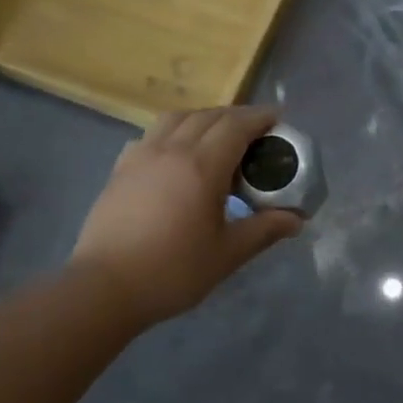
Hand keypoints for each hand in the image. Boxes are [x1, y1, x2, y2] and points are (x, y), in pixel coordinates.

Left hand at [70, 106, 304, 327]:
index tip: (278, 117)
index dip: (259, 117)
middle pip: (207, 116)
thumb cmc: (172, 271)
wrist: (105, 286)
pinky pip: (151, 135)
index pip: (236, 126)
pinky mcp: (120, 169)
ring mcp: (141, 156)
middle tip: (254, 131)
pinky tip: (174, 154)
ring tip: (215, 136)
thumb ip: (263, 230)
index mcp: (202, 166)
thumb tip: (296, 219)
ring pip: (175, 119)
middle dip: (235, 116)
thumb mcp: (227, 254)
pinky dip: (171, 132)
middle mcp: (171, 149)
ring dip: (202, 118)